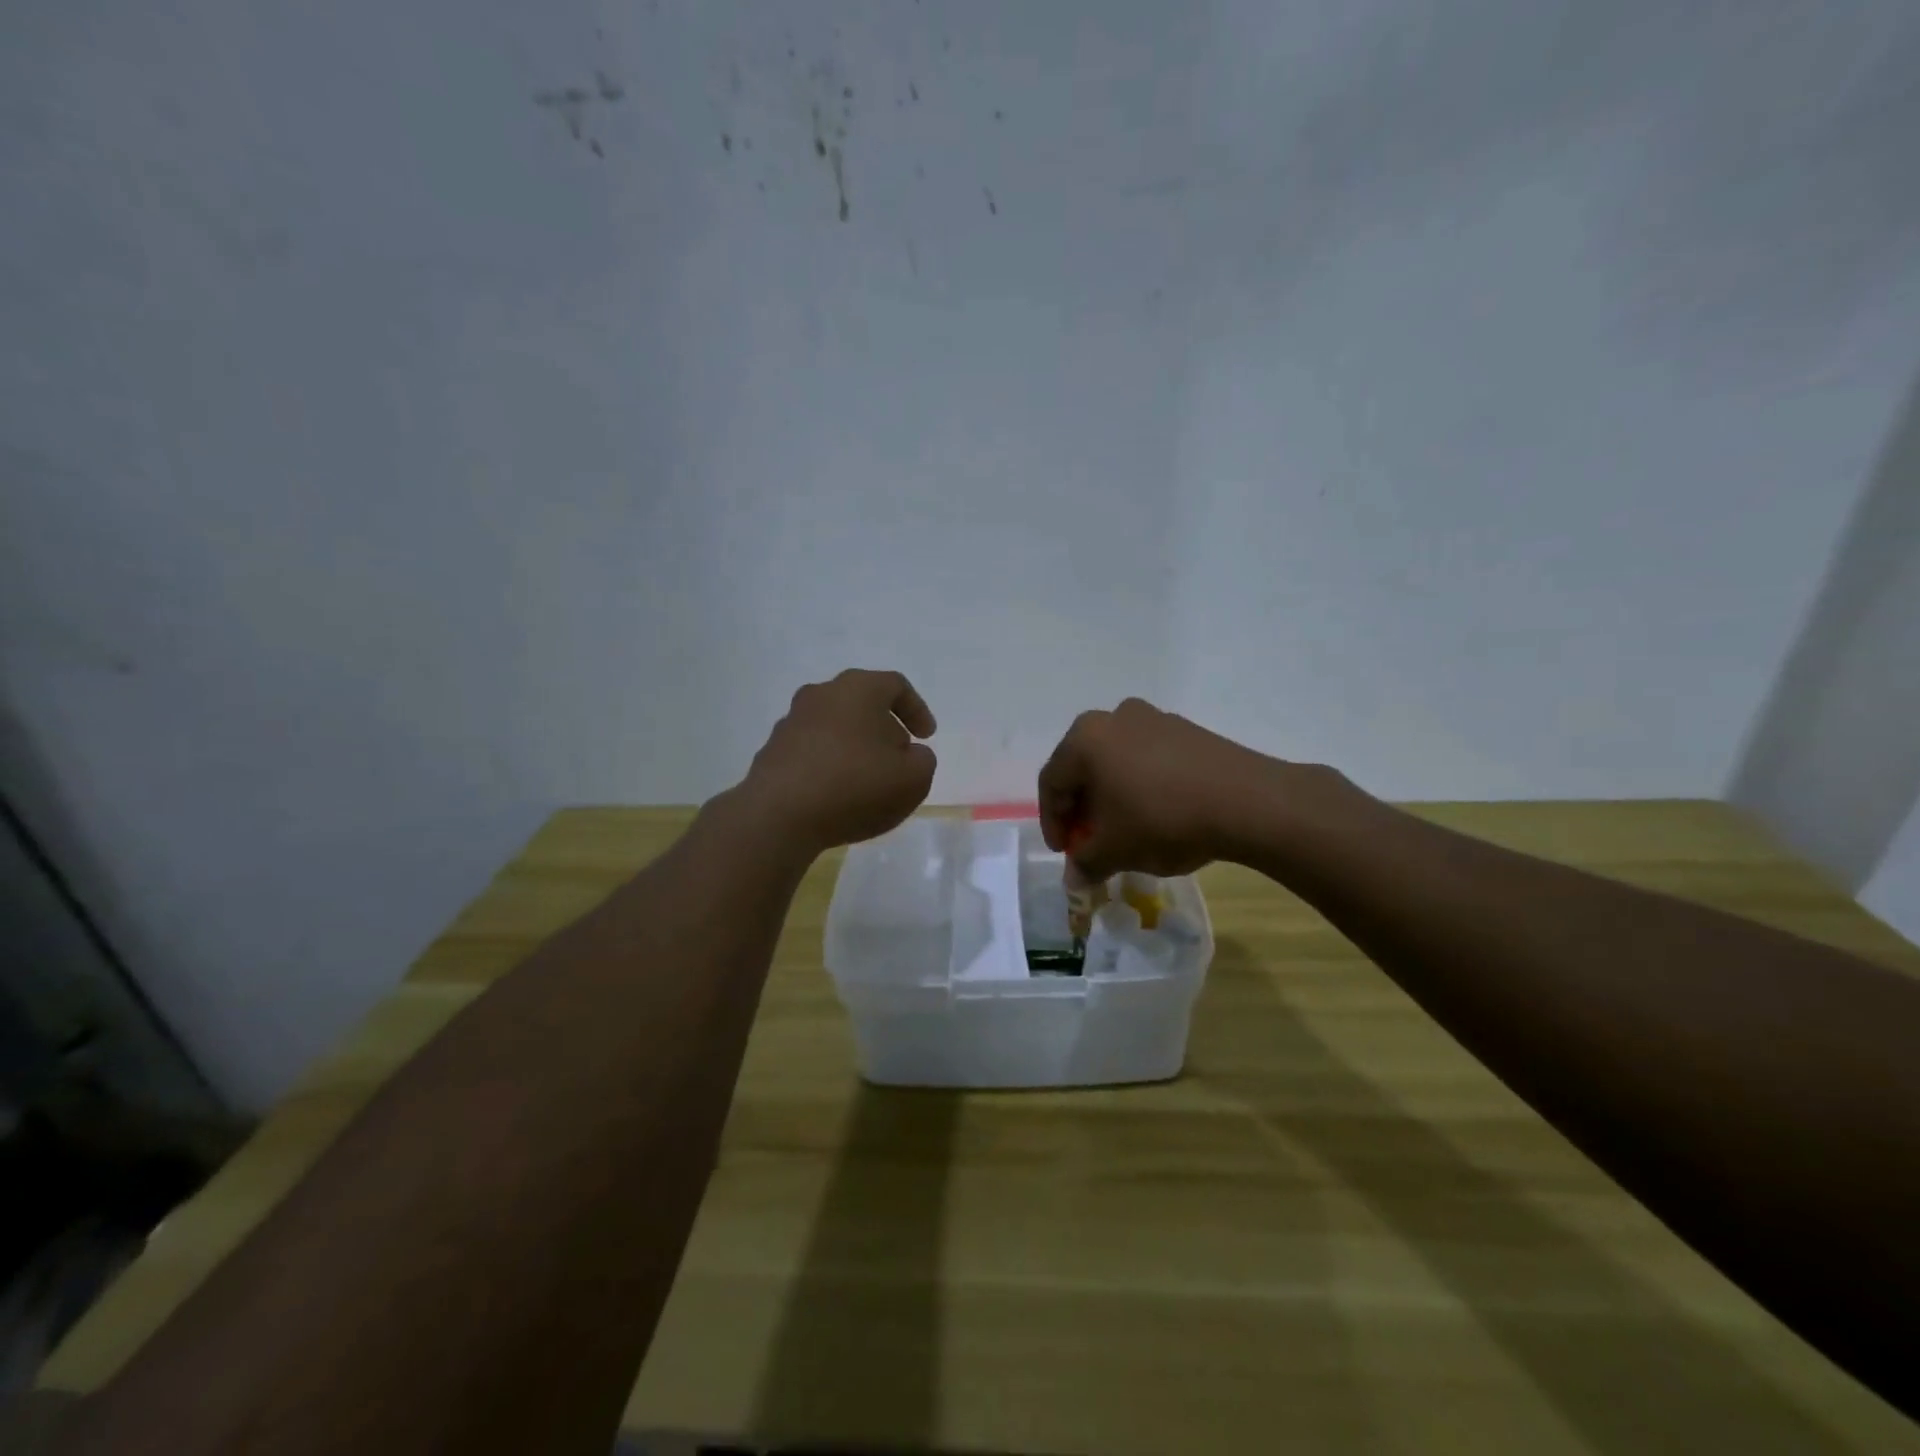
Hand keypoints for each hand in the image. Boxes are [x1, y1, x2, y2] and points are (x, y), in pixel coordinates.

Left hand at [741, 669, 938, 853]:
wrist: (779, 815)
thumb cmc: (855, 786)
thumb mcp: (913, 779)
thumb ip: (923, 761)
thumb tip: (910, 755)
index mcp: (858, 689)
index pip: (895, 685)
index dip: (917, 710)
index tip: (926, 737)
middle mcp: (821, 695)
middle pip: (861, 703)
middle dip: (884, 728)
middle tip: (899, 757)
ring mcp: (791, 722)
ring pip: (834, 726)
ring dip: (855, 746)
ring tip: (867, 780)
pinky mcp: (772, 751)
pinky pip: (812, 751)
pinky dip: (829, 764)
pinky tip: (836, 794)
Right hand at [1038, 697, 1278, 877]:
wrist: (1246, 801)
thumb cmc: (1163, 820)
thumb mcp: (1115, 850)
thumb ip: (1086, 863)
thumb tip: (1074, 879)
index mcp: (1084, 738)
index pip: (1051, 782)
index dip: (1053, 822)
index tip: (1066, 853)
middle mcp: (1113, 718)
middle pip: (1082, 767)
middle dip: (1082, 808)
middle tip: (1090, 841)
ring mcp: (1153, 718)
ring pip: (1116, 761)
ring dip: (1111, 796)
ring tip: (1124, 829)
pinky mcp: (1185, 729)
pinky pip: (1147, 757)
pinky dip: (1141, 784)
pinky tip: (1157, 813)